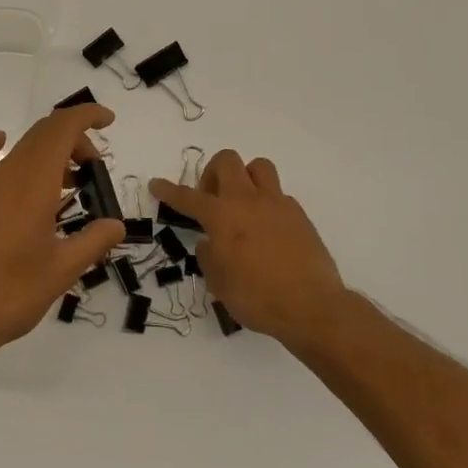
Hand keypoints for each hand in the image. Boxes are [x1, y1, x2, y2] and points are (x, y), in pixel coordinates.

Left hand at [0, 103, 123, 365]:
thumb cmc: (8, 295)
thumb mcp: (61, 273)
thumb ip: (93, 242)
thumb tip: (116, 224)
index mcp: (33, 184)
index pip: (62, 128)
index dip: (86, 116)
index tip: (107, 121)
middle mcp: (6, 174)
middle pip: (43, 134)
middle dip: (74, 141)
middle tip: (93, 171)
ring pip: (19, 148)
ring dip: (48, 153)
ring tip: (68, 183)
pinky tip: (1, 145)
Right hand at [149, 151, 347, 348]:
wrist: (311, 306)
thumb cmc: (257, 298)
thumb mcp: (219, 283)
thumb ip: (209, 256)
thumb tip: (209, 242)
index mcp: (222, 217)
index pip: (188, 197)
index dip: (169, 191)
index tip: (156, 184)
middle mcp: (248, 201)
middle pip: (227, 161)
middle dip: (213, 172)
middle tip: (211, 198)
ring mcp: (277, 204)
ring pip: (258, 166)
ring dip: (245, 177)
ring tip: (242, 203)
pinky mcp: (299, 214)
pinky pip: (278, 195)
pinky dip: (267, 204)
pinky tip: (267, 230)